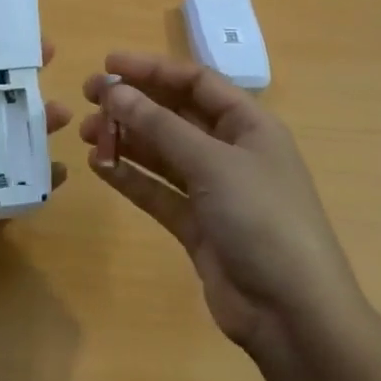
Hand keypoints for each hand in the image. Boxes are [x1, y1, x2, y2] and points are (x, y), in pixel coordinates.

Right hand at [81, 52, 365, 363]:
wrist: (293, 315)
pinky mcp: (197, 225)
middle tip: (89, 97)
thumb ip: (160, 126)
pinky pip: (157, 190)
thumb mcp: (212, 164)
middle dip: (133, 103)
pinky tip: (99, 165)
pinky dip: (130, 176)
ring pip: (162, 152)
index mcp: (249, 125)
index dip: (152, 69)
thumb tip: (114, 92)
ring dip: (126, 138)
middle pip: (175, 114)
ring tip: (87, 133)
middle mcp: (231, 151)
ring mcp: (214, 190)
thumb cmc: (262, 220)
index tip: (108, 65)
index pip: (196, 82)